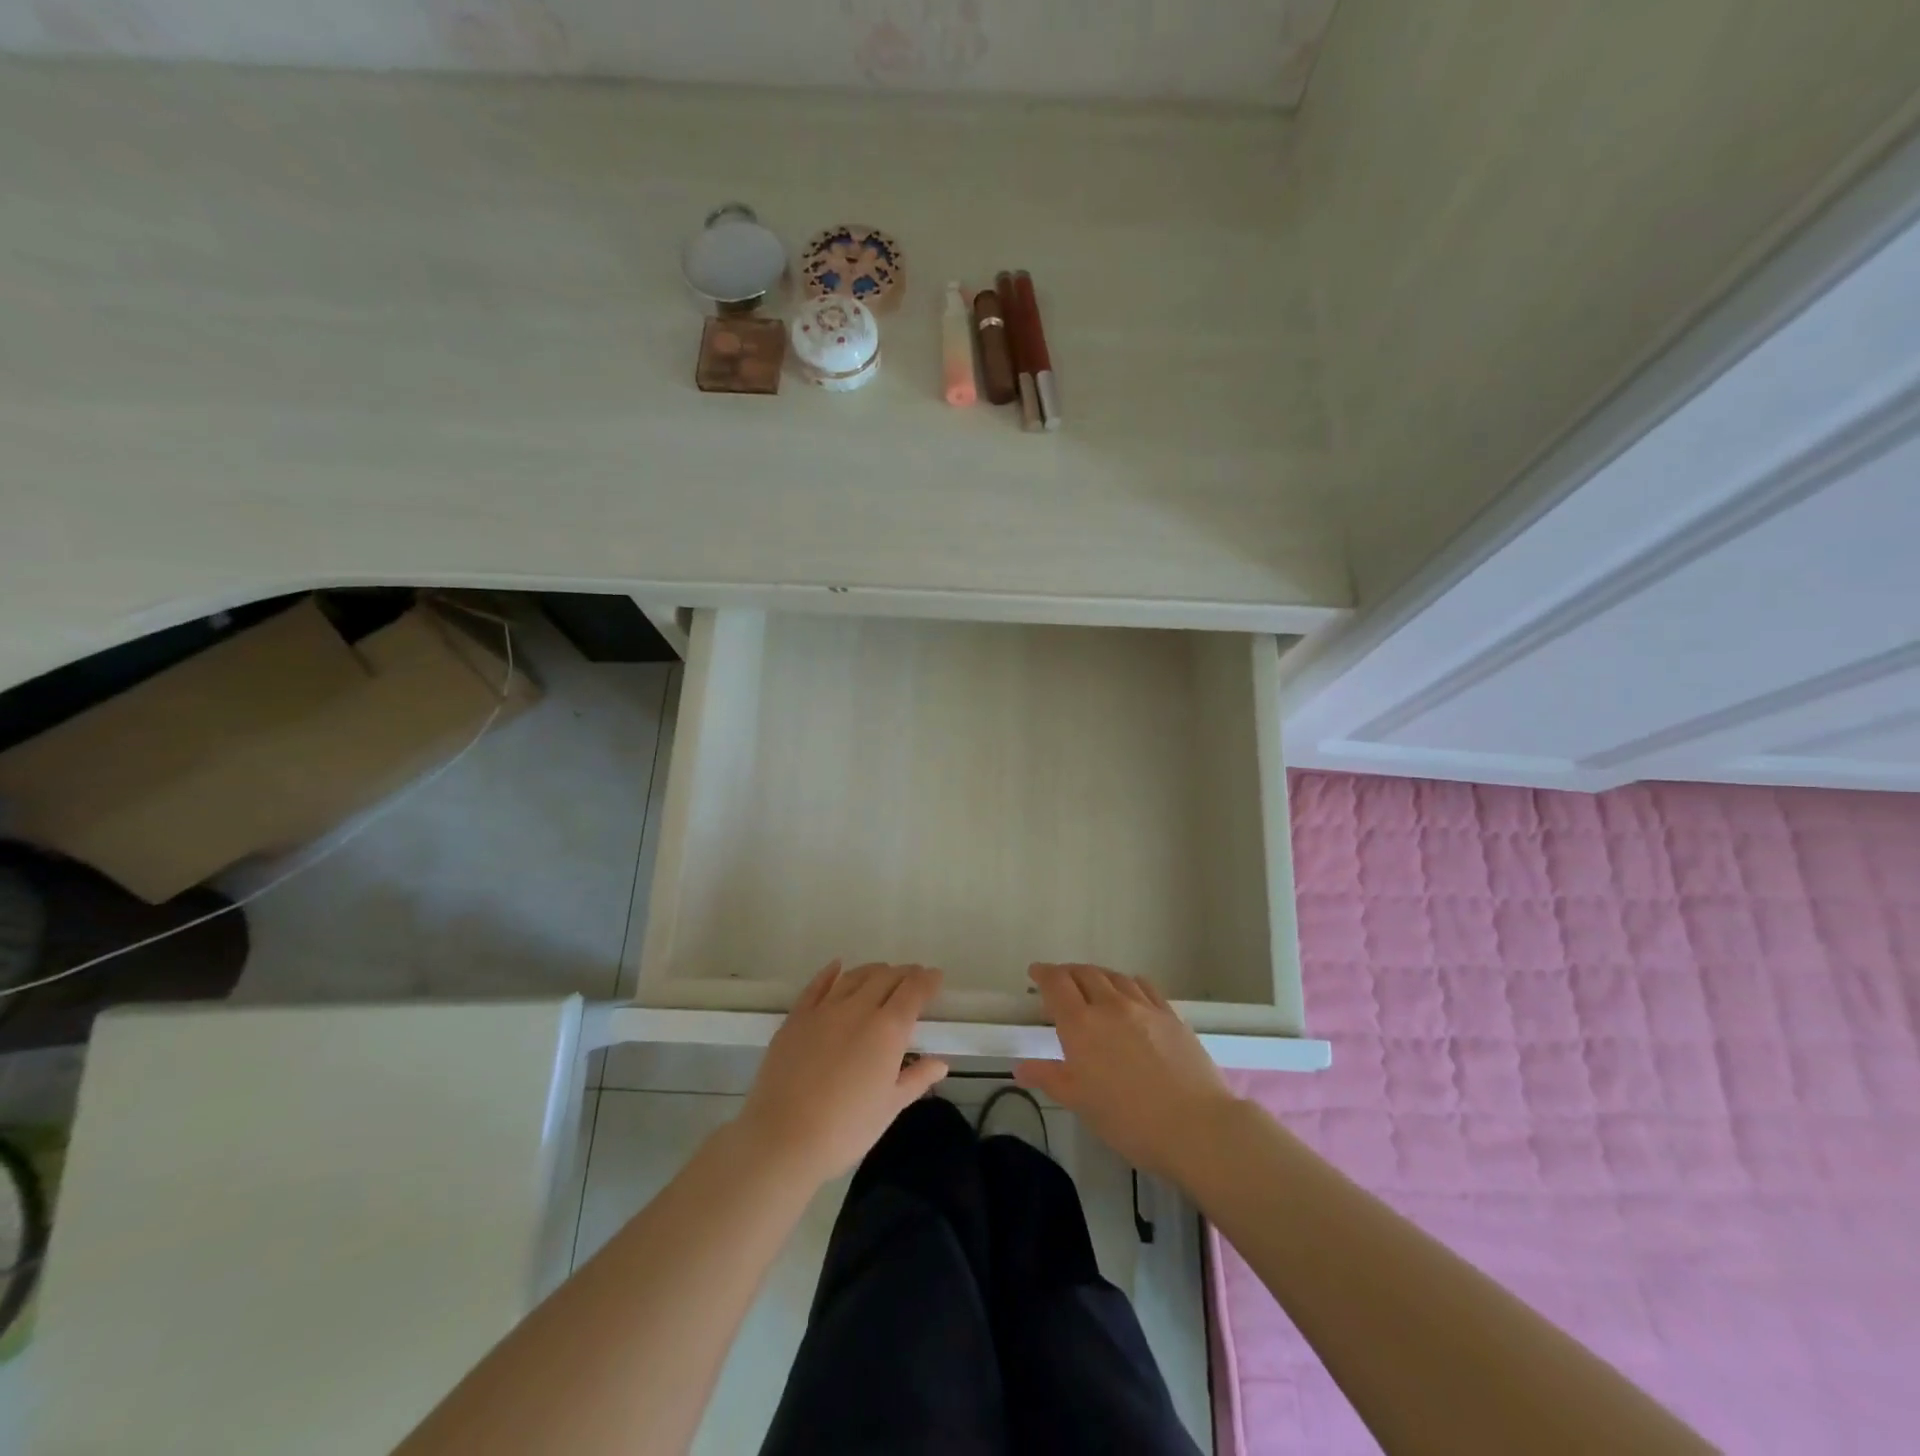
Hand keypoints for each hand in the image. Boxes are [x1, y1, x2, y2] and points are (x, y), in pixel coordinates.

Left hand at [738, 962, 948, 1184]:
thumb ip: (917, 1078)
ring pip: (854, 977)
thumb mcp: (890, 1107)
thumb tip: (941, 1063)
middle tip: (913, 976)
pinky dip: (830, 972)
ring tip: (883, 971)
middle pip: (886, 978)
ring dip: (873, 970)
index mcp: (888, 1030)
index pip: (913, 992)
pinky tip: (837, 966)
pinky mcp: (796, 1018)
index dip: (927, 980)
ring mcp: (824, 1010)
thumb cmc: (846, 1129)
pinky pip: (817, 986)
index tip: (936, 976)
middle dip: (904, 973)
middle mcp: (858, 1009)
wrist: (783, 1138)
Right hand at [1015, 963, 1238, 1180]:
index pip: (1056, 984)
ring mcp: (1143, 1006)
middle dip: (1067, 973)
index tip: (1035, 972)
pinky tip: (1129, 991)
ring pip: (1114, 976)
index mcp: (1081, 1024)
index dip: (1043, 974)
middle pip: (1084, 973)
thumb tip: (1021, 1068)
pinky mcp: (1170, 1014)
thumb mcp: (1081, 1103)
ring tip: (1091, 984)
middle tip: (1059, 981)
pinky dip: (1127, 982)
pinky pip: (1143, 986)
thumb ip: (1051, 1078)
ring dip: (1096, 975)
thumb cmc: (1128, 1120)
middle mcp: (1109, 1005)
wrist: (1195, 1126)